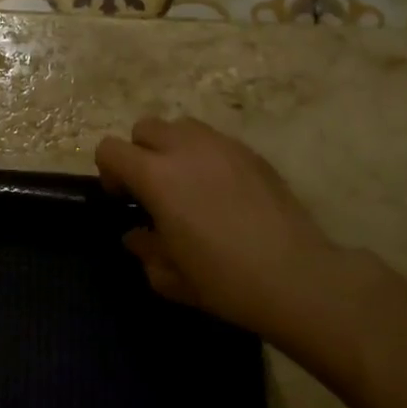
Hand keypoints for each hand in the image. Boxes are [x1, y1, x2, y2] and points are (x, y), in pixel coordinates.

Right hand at [95, 117, 364, 346]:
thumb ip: (144, 249)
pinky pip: (216, 141)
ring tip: (188, 183)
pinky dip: (207, 157)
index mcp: (156, 176)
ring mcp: (223, 147)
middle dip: (141, 153)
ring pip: (182, 126)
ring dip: (174, 148)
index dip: (109, 172)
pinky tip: (223, 192)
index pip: (111, 149)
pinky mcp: (253, 154)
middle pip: (146, 127)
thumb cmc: (223, 280)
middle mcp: (186, 149)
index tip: (124, 199)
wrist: (297, 278)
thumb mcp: (168, 277)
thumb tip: (137, 234)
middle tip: (154, 189)